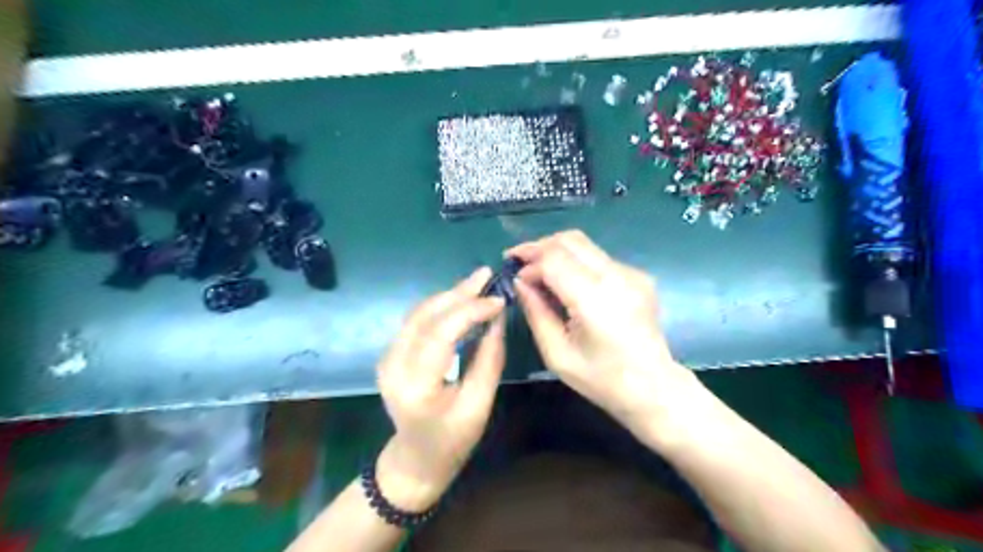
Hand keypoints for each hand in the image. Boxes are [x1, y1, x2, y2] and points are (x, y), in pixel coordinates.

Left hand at [373, 267, 500, 513]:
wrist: (415, 459)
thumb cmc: (452, 440)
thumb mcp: (479, 405)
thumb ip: (489, 359)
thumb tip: (498, 319)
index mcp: (416, 386)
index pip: (441, 334)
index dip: (470, 311)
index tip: (498, 300)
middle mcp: (394, 365)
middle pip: (425, 316)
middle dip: (458, 293)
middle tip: (487, 275)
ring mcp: (388, 358)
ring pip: (418, 313)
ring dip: (449, 296)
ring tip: (478, 283)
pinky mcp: (391, 354)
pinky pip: (416, 321)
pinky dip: (441, 307)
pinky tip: (460, 300)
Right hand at [507, 231, 697, 438]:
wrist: (653, 388)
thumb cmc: (601, 380)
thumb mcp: (556, 354)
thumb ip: (536, 313)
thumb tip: (520, 282)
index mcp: (594, 300)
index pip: (553, 259)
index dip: (529, 264)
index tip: (515, 278)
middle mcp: (616, 277)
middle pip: (569, 240)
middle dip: (538, 246)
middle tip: (518, 260)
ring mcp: (631, 273)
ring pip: (584, 244)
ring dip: (556, 250)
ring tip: (537, 268)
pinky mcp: (638, 276)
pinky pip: (598, 258)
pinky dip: (575, 262)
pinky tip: (566, 281)